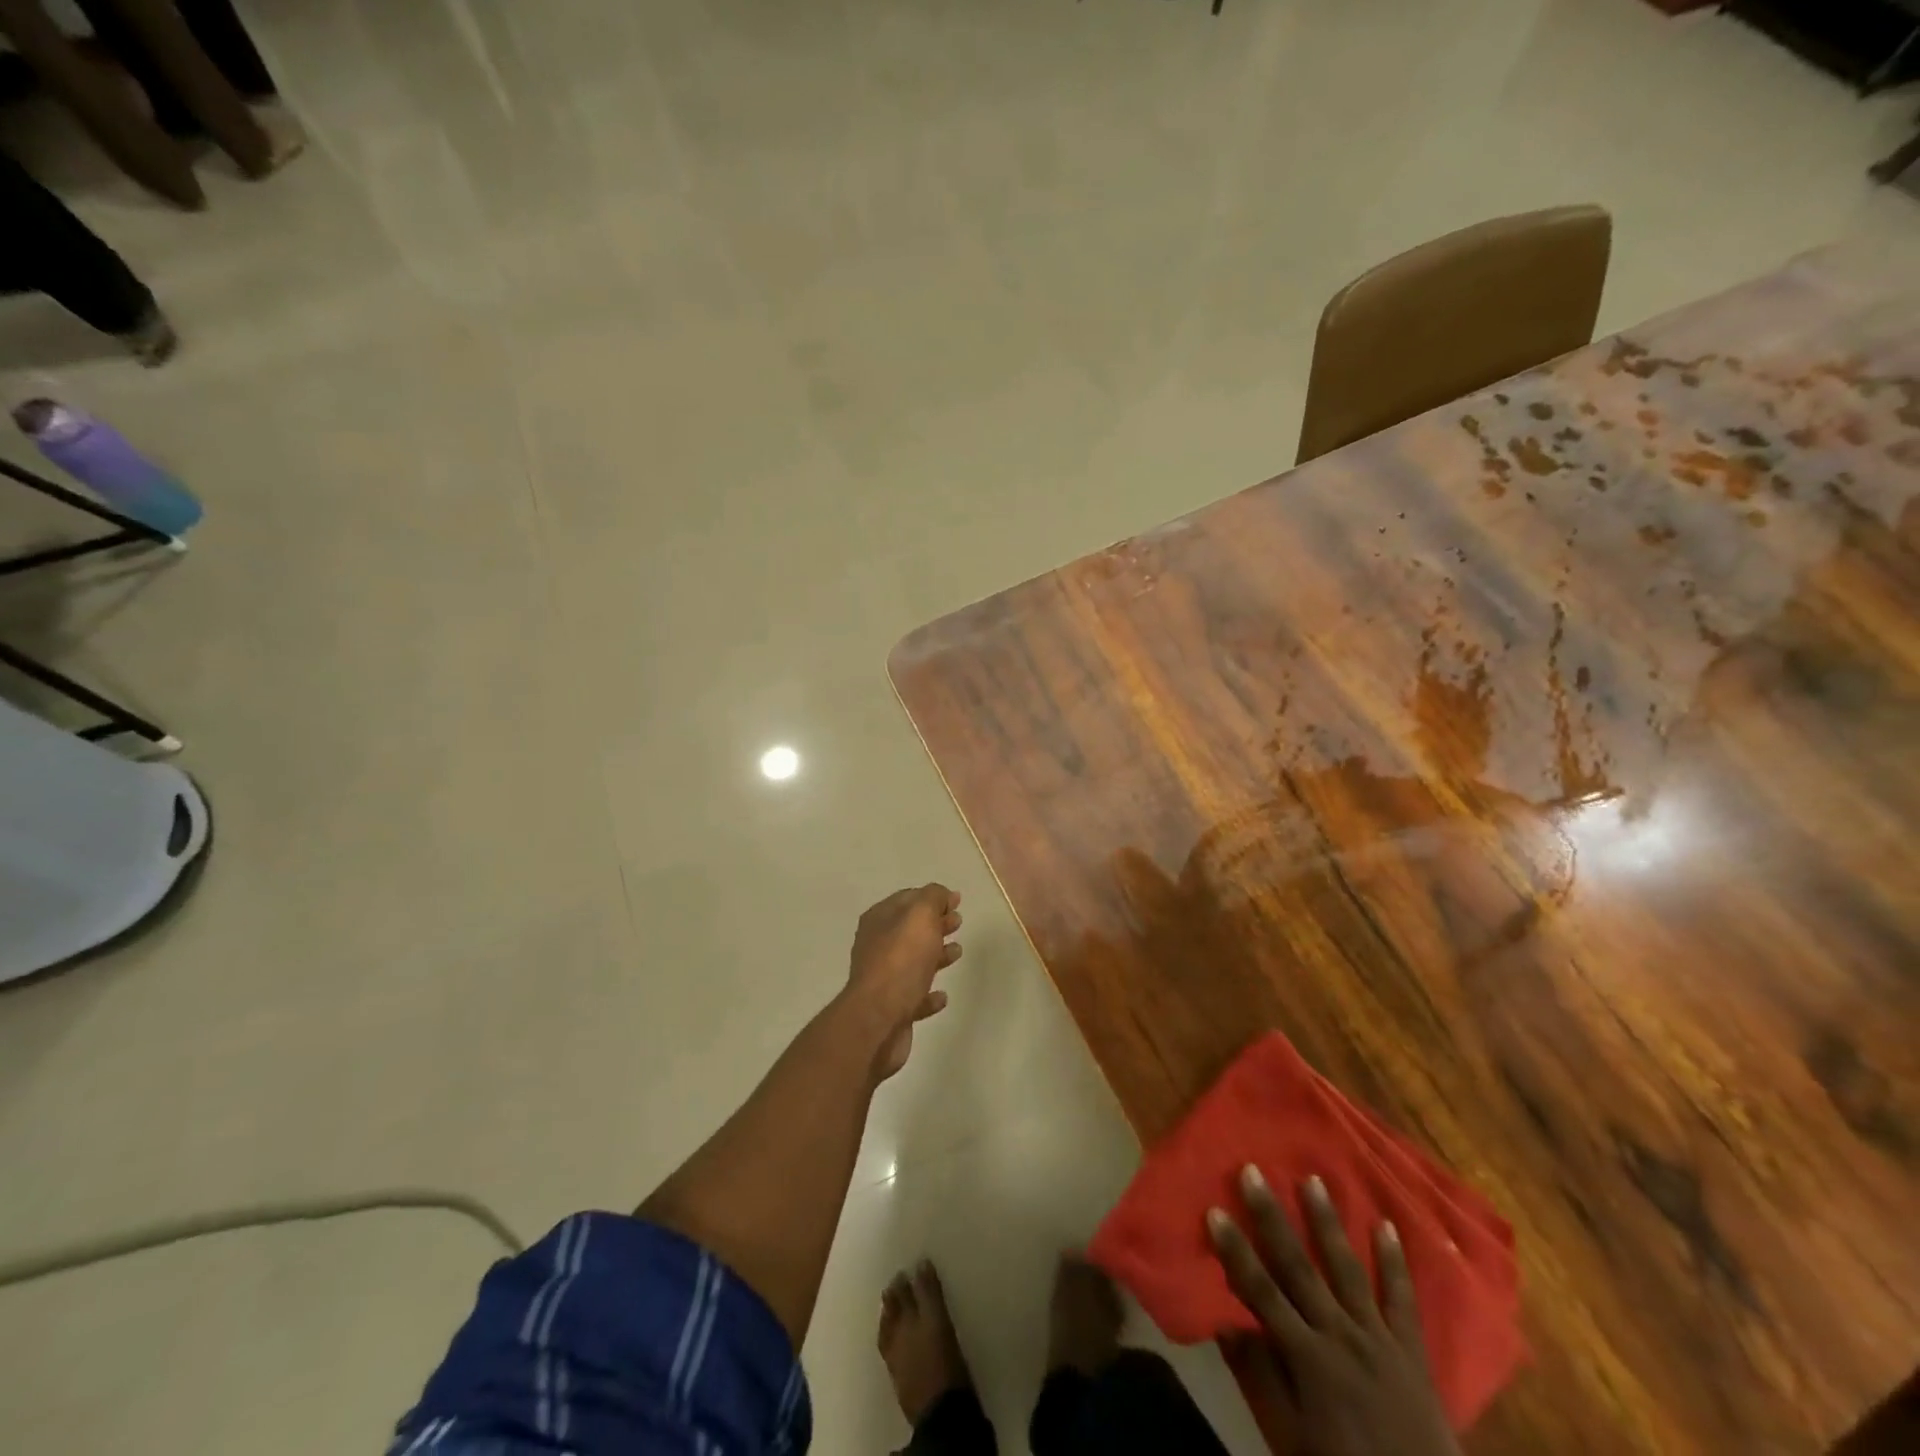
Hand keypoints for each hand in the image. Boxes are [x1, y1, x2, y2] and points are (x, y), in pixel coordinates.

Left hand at [847, 884, 961, 1080]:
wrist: (878, 1019)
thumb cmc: (901, 960)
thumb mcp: (920, 915)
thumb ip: (932, 898)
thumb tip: (942, 894)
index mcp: (879, 920)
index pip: (907, 899)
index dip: (932, 897)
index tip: (956, 900)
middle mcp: (877, 946)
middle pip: (911, 929)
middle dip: (935, 923)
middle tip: (958, 922)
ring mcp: (883, 980)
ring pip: (913, 961)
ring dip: (935, 955)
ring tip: (957, 952)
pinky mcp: (892, 1010)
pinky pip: (914, 996)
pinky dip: (929, 994)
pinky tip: (942, 995)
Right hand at [1209, 1167, 1459, 1455]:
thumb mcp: (1291, 1438)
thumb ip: (1260, 1378)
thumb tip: (1224, 1323)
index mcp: (1308, 1357)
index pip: (1261, 1292)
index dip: (1236, 1251)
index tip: (1214, 1210)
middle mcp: (1340, 1334)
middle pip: (1298, 1266)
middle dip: (1272, 1217)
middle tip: (1253, 1171)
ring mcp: (1378, 1337)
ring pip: (1347, 1268)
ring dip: (1327, 1223)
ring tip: (1313, 1180)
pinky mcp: (1411, 1348)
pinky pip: (1402, 1299)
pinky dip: (1394, 1262)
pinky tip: (1386, 1225)